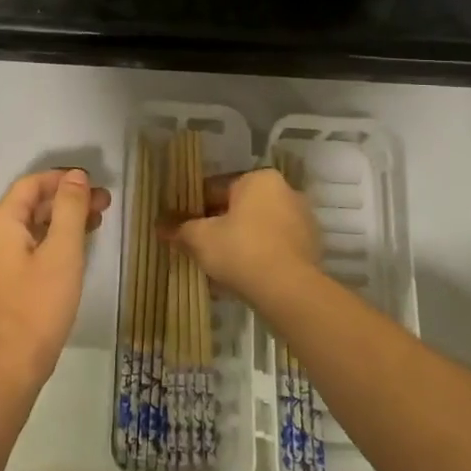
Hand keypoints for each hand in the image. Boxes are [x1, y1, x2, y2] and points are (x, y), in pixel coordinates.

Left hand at [0, 169, 109, 387]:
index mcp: (0, 223)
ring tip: (95, 226)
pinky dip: (49, 244)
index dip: (63, 179)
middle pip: (30, 207)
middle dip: (67, 202)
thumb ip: (69, 208)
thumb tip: (75, 176)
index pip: (31, 185)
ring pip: (28, 231)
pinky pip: (24, 252)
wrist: (8, 367)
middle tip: (104, 206)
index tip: (94, 184)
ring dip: (60, 223)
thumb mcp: (62, 252)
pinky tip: (72, 255)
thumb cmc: (39, 305)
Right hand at [162, 168, 319, 306]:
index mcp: (258, 179)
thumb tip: (159, 226)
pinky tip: (242, 276)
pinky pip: (275, 246)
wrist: (289, 291)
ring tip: (218, 264)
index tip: (182, 225)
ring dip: (239, 241)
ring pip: (258, 227)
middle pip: (240, 207)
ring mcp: (302, 220)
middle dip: (219, 225)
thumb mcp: (200, 239)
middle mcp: (285, 191)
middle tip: (198, 245)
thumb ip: (180, 229)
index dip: (194, 207)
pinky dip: (258, 256)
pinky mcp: (311, 248)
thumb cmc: (241, 250)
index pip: (216, 188)